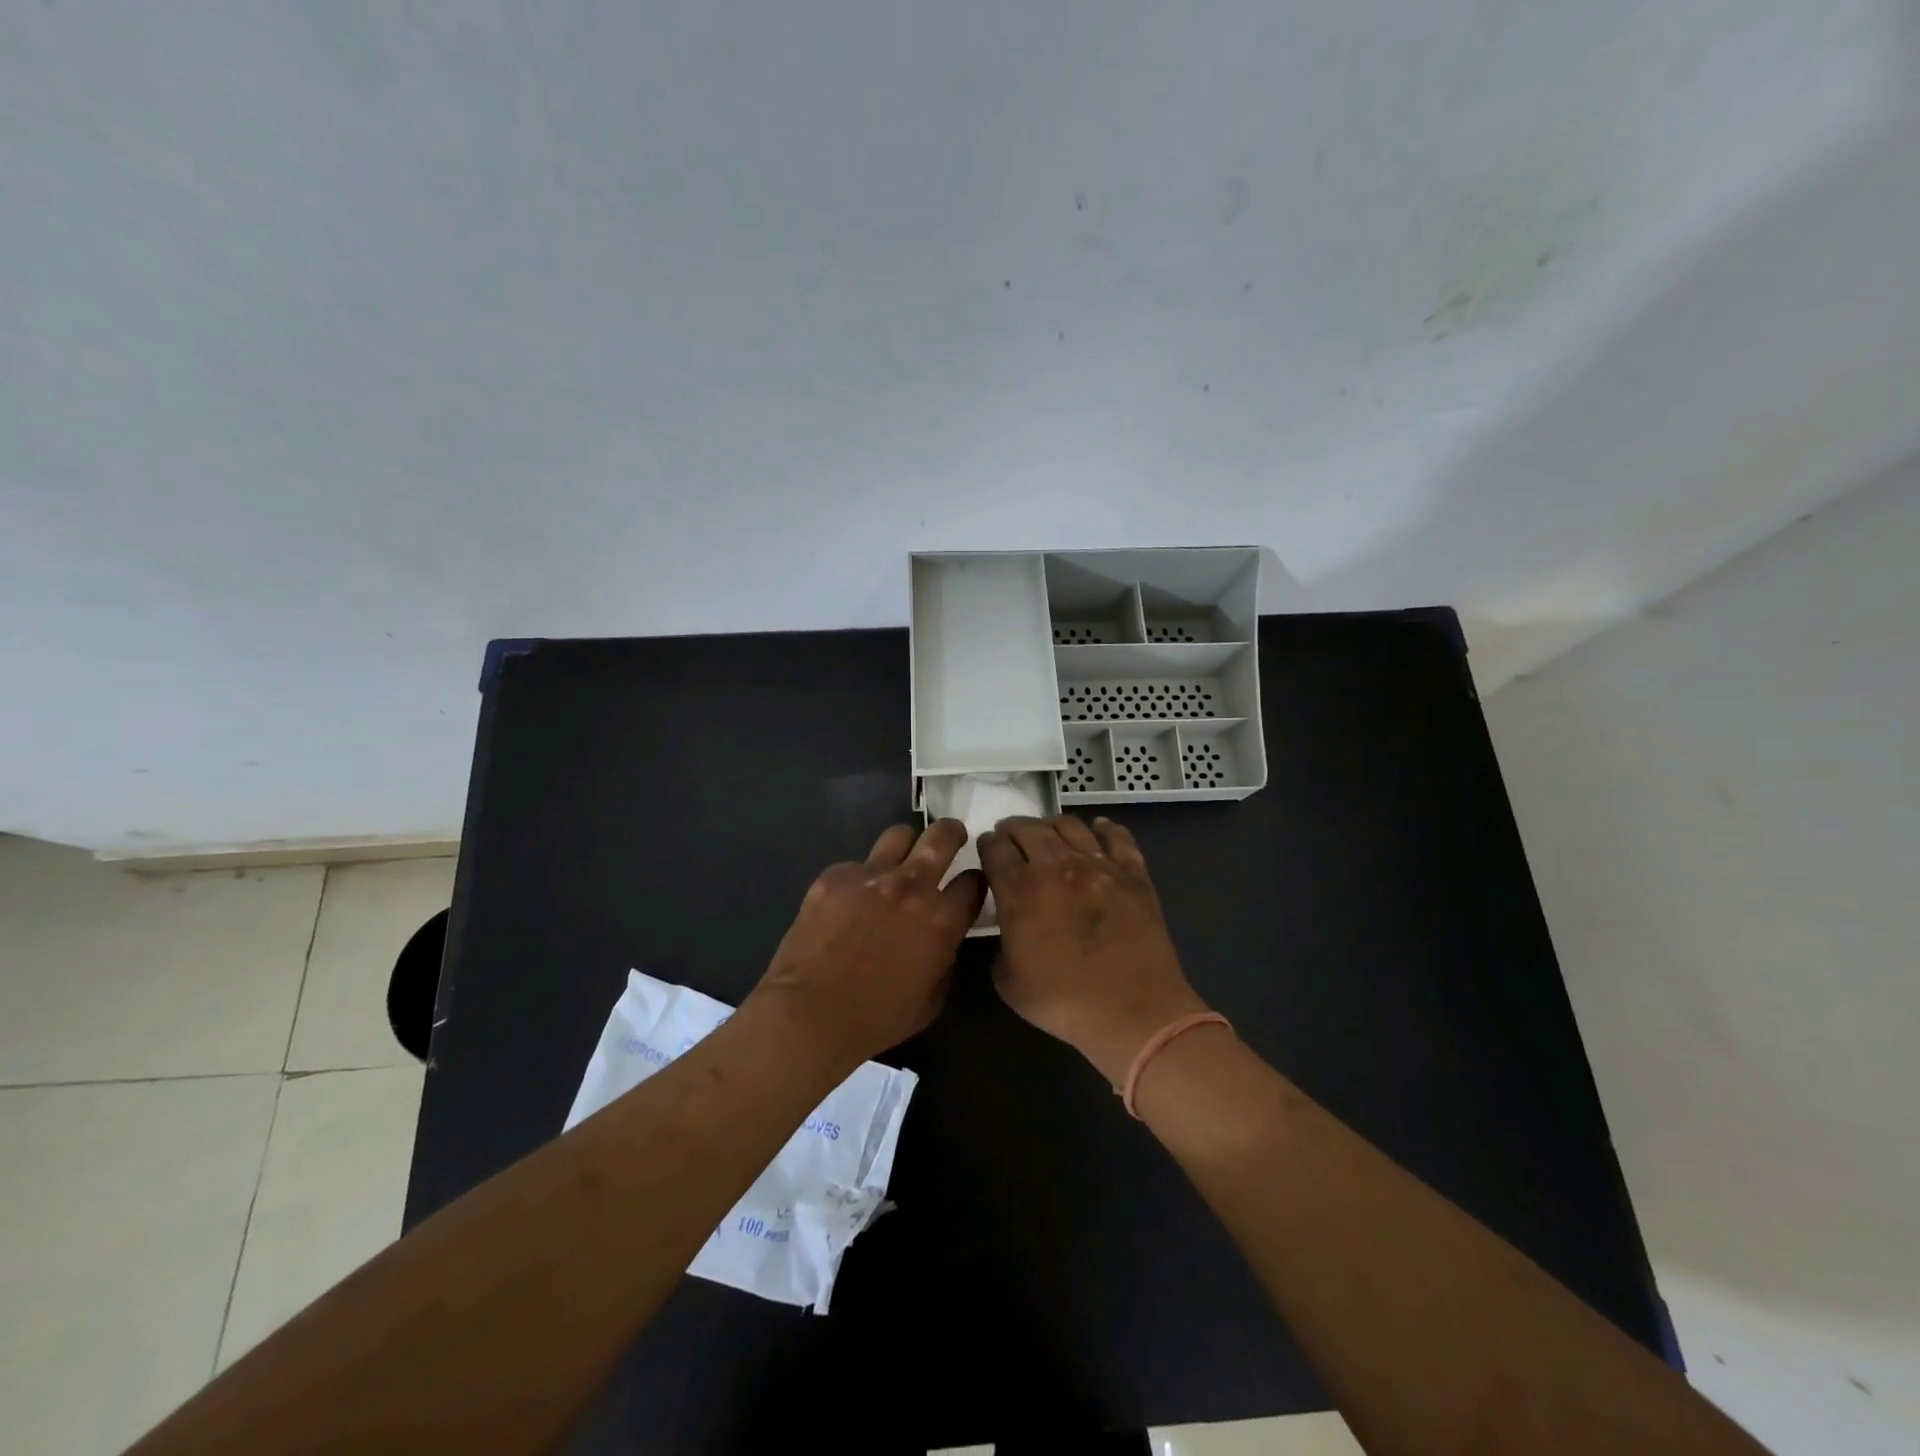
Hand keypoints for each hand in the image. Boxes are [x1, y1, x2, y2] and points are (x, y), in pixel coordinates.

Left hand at [751, 819, 984, 1068]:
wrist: (809, 1014)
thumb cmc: (876, 1019)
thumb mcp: (931, 1000)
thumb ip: (945, 959)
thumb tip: (941, 940)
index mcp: (940, 920)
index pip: (974, 881)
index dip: (976, 882)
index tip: (969, 886)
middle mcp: (910, 886)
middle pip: (943, 836)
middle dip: (952, 833)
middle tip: (950, 839)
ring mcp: (870, 875)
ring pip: (899, 835)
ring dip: (906, 847)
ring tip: (899, 862)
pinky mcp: (834, 876)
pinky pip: (855, 865)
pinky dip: (860, 878)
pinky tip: (848, 902)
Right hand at [979, 815, 1210, 1085]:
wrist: (1134, 1012)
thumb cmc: (1065, 1002)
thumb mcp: (1008, 982)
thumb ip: (1000, 943)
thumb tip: (1009, 925)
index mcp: (1021, 891)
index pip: (995, 849)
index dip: (987, 844)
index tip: (986, 847)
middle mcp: (1057, 867)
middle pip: (1028, 829)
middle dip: (1012, 828)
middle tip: (1009, 835)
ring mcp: (1099, 866)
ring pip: (1069, 825)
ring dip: (1050, 824)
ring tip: (1046, 831)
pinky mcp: (1133, 873)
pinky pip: (1118, 837)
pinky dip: (1105, 828)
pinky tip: (1099, 828)